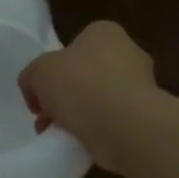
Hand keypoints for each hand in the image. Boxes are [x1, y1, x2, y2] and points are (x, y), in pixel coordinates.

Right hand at [18, 21, 157, 170]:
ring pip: (100, 100)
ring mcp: (143, 87)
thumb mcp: (38, 72)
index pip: (75, 45)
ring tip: (59, 136)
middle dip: (66, 95)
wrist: (126, 127)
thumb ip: (31, 77)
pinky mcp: (147, 118)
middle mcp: (129, 54)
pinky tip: (80, 145)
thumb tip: (35, 92)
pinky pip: (114, 122)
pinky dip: (97, 133)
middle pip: (87, 74)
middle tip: (47, 116)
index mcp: (105, 33)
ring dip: (80, 117)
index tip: (41, 92)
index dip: (54, 68)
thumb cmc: (81, 85)